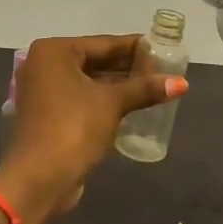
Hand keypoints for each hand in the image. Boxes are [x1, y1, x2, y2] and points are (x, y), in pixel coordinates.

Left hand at [0, 34, 187, 223]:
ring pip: (88, 81)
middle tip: (161, 69)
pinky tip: (130, 105)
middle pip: (94, 61)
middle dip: (127, 67)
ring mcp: (42, 91)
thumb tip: (182, 83)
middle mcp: (43, 65)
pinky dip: (103, 100)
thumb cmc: (73, 128)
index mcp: (54, 52)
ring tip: (152, 87)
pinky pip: (81, 98)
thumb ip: (145, 88)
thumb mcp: (112, 103)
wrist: (40, 179)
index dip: (134, 47)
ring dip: (117, 85)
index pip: (103, 43)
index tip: (161, 47)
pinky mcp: (47, 115)